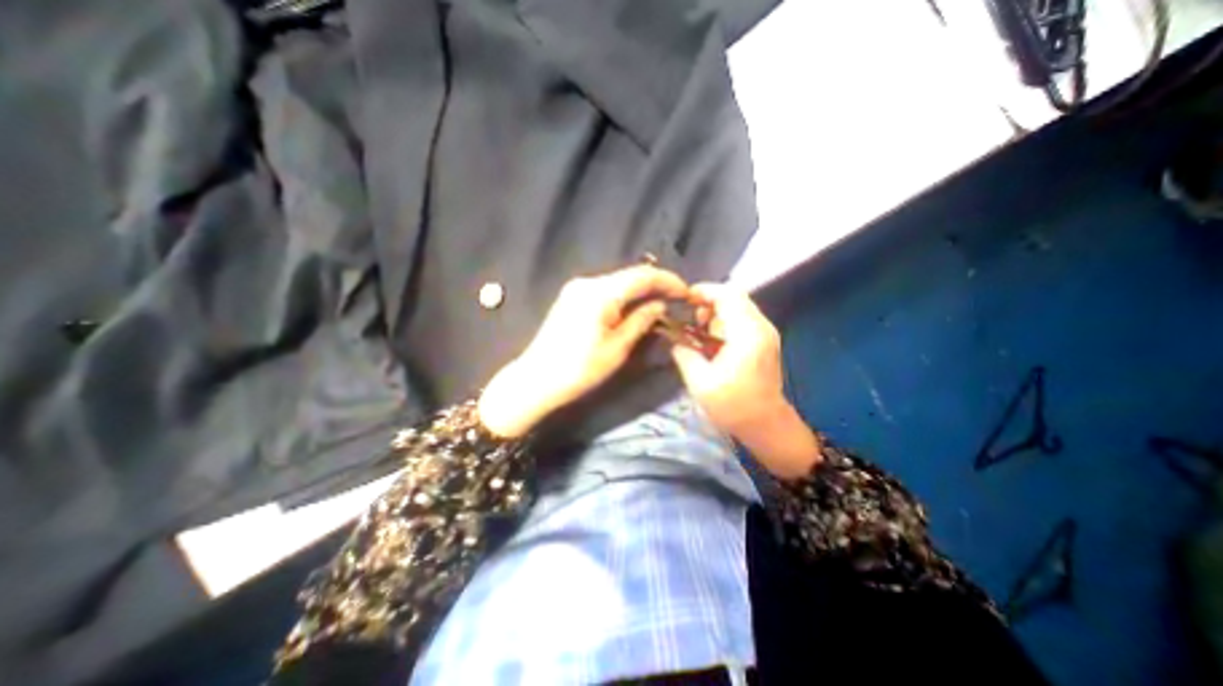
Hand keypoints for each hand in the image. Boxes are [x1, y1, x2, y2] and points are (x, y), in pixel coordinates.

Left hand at [477, 264, 685, 436]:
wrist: (536, 380)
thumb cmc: (579, 369)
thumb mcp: (617, 348)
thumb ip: (641, 321)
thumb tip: (660, 305)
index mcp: (601, 292)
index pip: (643, 275)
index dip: (668, 281)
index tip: (687, 292)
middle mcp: (588, 282)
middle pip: (630, 275)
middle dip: (655, 285)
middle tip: (676, 300)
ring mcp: (577, 288)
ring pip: (618, 282)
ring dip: (640, 290)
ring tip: (660, 304)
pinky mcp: (571, 297)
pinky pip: (605, 290)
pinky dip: (623, 296)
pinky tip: (634, 308)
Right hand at [667, 282, 820, 476]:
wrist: (766, 425)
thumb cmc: (734, 406)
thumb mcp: (700, 382)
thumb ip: (685, 355)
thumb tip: (675, 340)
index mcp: (747, 334)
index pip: (727, 295)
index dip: (704, 291)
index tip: (683, 300)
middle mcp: (761, 327)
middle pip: (734, 296)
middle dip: (708, 302)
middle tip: (690, 319)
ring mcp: (766, 333)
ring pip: (738, 306)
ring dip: (716, 312)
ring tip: (699, 331)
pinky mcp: (764, 341)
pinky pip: (742, 319)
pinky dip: (724, 321)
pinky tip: (712, 340)